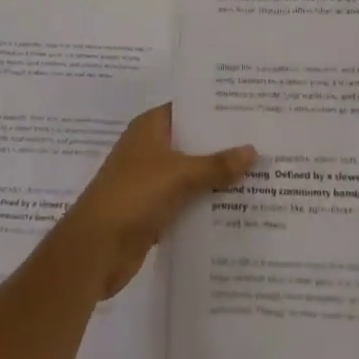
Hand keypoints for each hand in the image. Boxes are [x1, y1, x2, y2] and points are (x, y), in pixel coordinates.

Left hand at [56, 103, 255, 300]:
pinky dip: (205, 204)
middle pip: (192, 142)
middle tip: (263, 143)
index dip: (216, 110)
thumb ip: (216, 164)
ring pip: (191, 173)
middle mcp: (150, 148)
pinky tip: (236, 209)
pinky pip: (186, 201)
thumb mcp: (179, 175)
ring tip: (259, 175)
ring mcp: (150, 180)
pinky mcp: (153, 210)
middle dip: (223, 146)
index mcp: (150, 127)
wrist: (94, 249)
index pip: (188, 109)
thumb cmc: (134, 195)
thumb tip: (253, 150)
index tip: (249, 110)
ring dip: (216, 178)